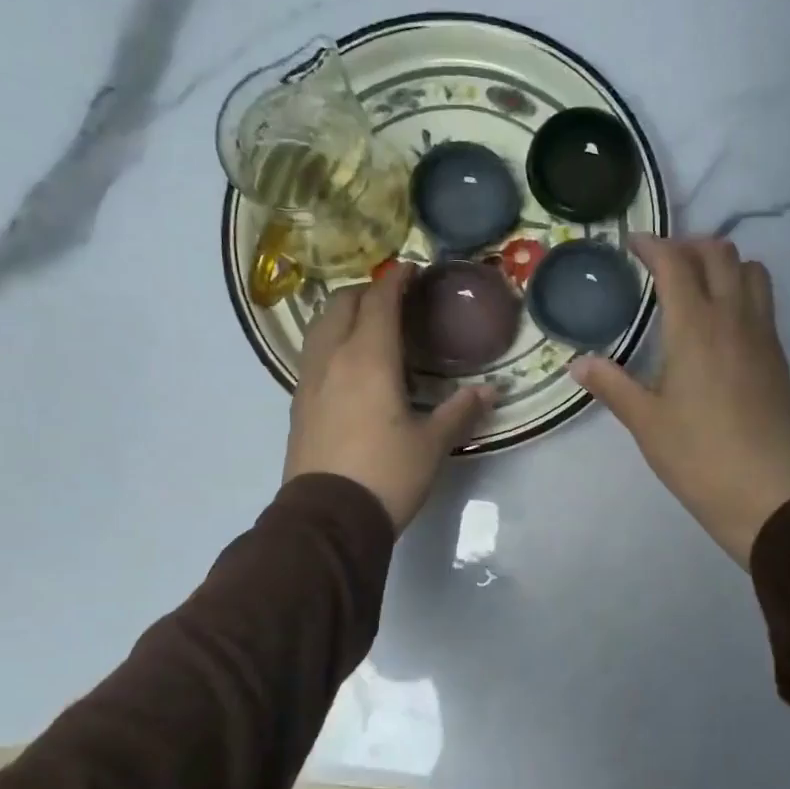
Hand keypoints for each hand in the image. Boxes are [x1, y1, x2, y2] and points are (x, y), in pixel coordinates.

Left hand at [284, 265, 492, 530]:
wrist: (329, 518)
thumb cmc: (387, 474)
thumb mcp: (432, 444)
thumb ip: (461, 411)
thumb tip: (491, 392)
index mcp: (368, 358)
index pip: (380, 301)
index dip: (396, 280)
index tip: (411, 270)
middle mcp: (333, 358)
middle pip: (341, 303)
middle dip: (366, 292)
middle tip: (393, 300)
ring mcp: (309, 380)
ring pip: (320, 326)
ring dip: (343, 314)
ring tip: (368, 326)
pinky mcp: (298, 403)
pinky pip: (313, 354)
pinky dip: (331, 342)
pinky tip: (349, 365)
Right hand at [573, 236, 789, 566]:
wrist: (764, 492)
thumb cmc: (696, 456)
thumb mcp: (645, 422)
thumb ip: (611, 385)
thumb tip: (579, 364)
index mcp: (695, 328)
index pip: (676, 264)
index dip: (653, 245)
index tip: (633, 244)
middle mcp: (734, 319)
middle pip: (720, 254)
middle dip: (689, 246)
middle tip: (662, 264)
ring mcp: (764, 335)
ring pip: (752, 271)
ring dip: (723, 265)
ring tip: (697, 286)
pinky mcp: (779, 357)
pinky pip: (764, 302)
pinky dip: (742, 292)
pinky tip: (721, 326)